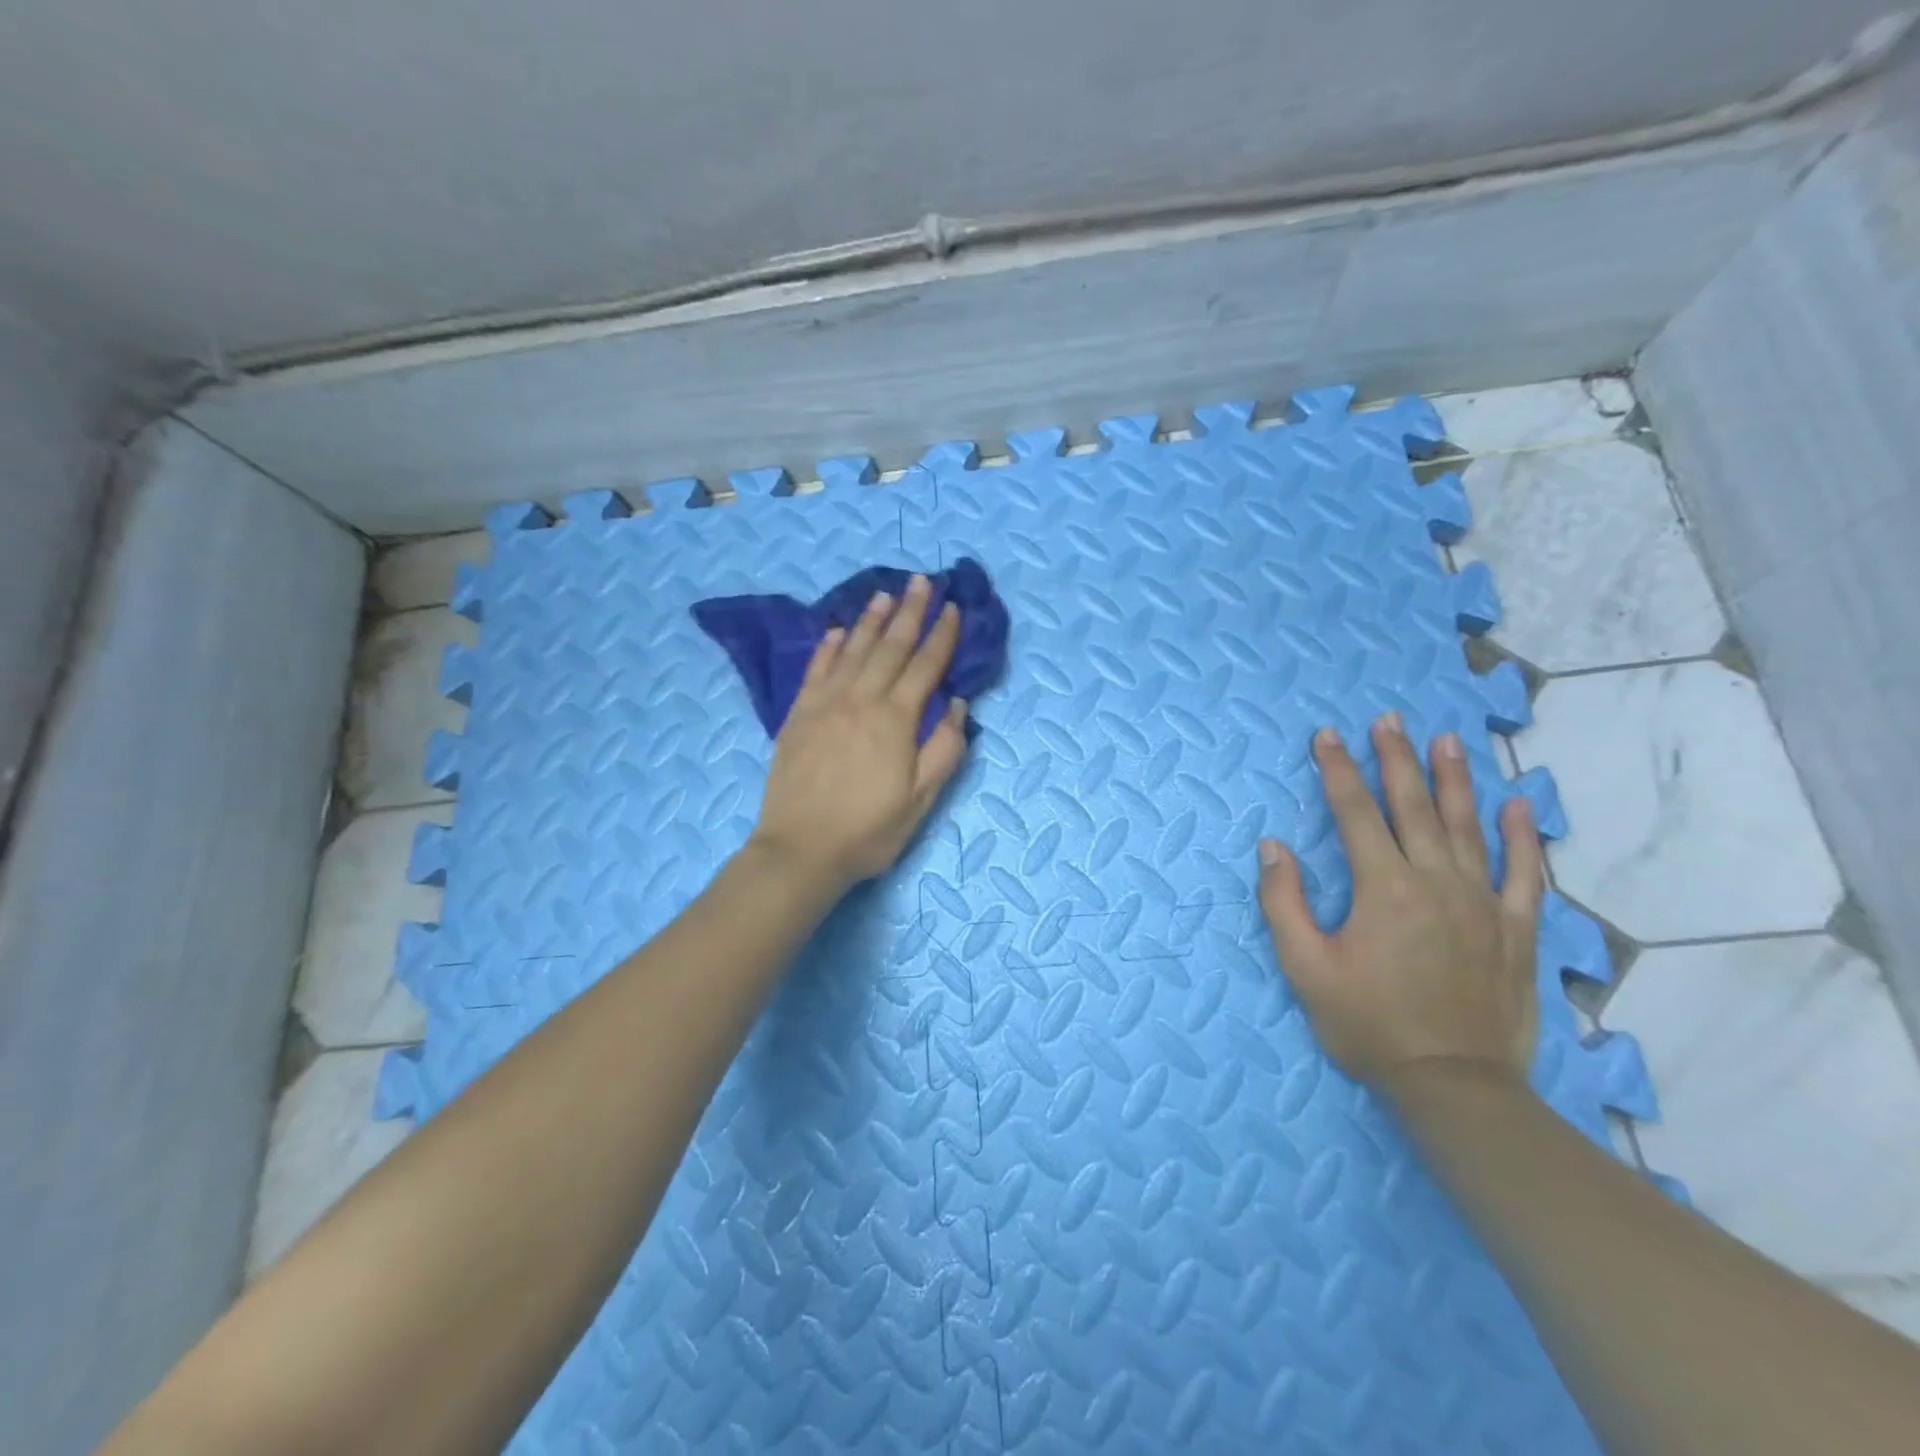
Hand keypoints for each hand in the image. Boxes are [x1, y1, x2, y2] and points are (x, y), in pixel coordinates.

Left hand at [750, 575, 969, 891]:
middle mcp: (860, 700)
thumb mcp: (921, 800)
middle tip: (921, 580)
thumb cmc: (869, 830)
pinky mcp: (798, 715)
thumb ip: (944, 749)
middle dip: (909, 612)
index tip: (953, 608)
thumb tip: (959, 705)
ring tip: (885, 594)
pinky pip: (816, 669)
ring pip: (853, 650)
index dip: (942, 636)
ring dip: (871, 620)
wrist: (800, 850)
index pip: (926, 666)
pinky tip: (839, 631)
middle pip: (890, 646)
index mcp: (895, 720)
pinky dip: (830, 646)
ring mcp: (825, 704)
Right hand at [1256, 713, 1544, 1097]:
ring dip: (1454, 779)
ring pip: (1466, 826)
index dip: (1337, 771)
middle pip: (1412, 806)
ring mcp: (1482, 903)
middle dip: (1396, 759)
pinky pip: (1525, 873)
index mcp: (1383, 889)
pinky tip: (1519, 806)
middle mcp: (1435, 882)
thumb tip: (1273, 847)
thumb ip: (1284, 903)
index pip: (1354, 813)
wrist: (1454, 1084)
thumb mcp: (1305, 968)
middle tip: (1388, 720)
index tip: (1326, 736)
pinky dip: (1522, 837)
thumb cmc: (1368, 1025)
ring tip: (1445, 741)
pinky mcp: (1515, 929)